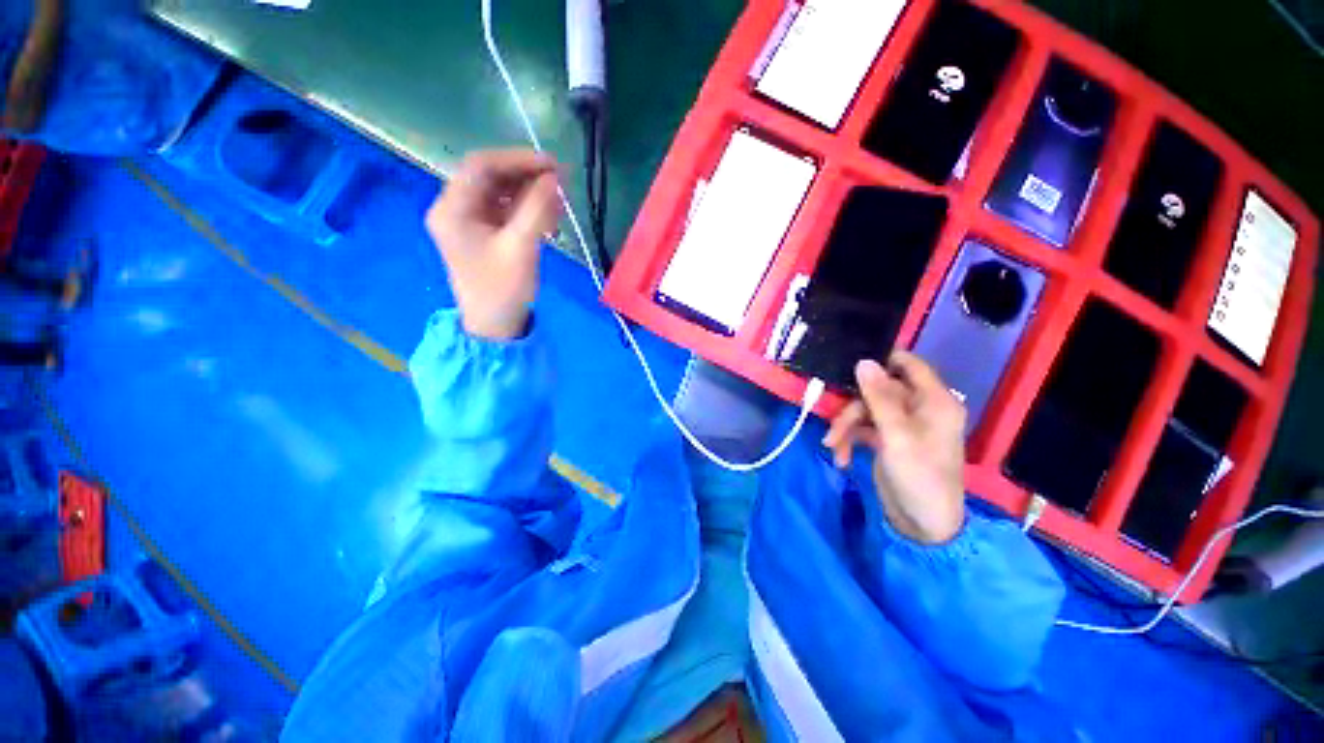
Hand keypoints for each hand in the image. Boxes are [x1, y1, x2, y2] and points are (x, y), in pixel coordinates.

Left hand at [426, 149, 561, 339]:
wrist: (495, 326)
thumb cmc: (502, 289)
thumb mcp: (521, 248)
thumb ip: (537, 209)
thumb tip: (555, 177)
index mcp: (452, 209)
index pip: (481, 166)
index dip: (517, 159)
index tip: (552, 165)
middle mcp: (456, 208)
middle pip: (491, 177)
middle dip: (526, 176)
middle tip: (561, 181)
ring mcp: (470, 222)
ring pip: (501, 193)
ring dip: (530, 193)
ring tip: (559, 201)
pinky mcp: (485, 234)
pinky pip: (506, 211)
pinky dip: (528, 210)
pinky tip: (550, 216)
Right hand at [823, 352, 966, 543]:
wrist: (922, 525)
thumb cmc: (919, 476)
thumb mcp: (897, 435)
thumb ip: (879, 397)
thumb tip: (863, 361)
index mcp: (933, 401)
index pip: (909, 364)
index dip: (882, 360)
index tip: (850, 364)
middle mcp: (918, 408)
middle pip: (877, 391)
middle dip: (852, 408)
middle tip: (835, 427)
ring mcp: (901, 425)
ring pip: (865, 410)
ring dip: (846, 427)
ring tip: (832, 446)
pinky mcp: (887, 440)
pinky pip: (862, 429)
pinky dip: (849, 440)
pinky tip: (841, 458)